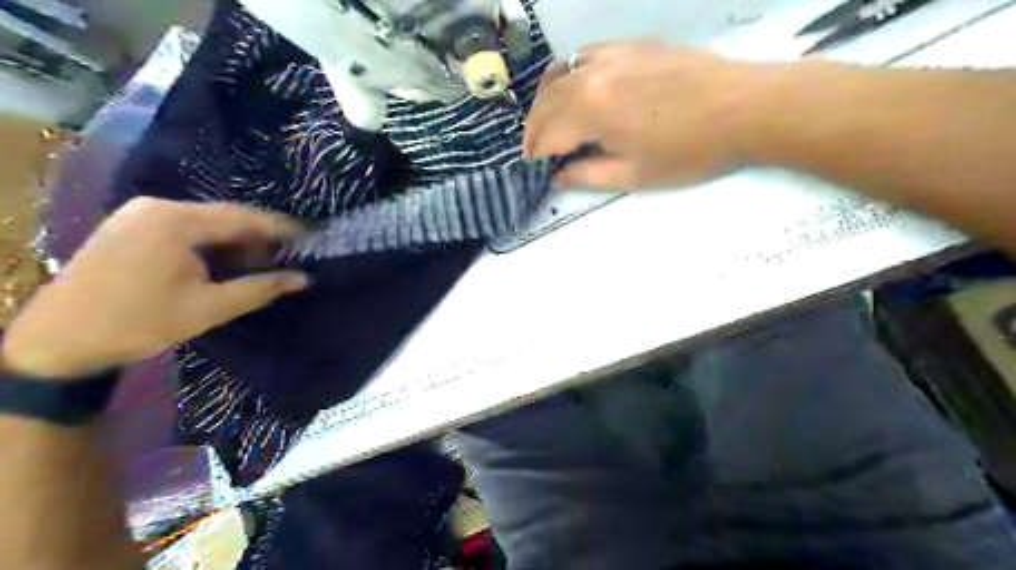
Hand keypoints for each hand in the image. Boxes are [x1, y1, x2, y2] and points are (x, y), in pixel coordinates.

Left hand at [0, 198, 307, 380]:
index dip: (280, 228)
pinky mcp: (128, 227)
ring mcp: (138, 215)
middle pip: (224, 217)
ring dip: (235, 241)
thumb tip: (303, 279)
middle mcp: (157, 207)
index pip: (243, 217)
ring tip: (261, 261)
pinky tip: (224, 261)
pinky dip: (210, 243)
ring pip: (204, 222)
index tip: (310, 236)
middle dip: (257, 237)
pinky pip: (184, 227)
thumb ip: (261, 288)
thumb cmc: (140, 322)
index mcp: (176, 221)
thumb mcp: (210, 307)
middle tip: (288, 255)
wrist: (59, 342)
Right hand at [529, 41, 766, 191]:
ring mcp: (610, 53)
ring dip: (545, 103)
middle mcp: (590, 74)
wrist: (744, 107)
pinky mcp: (629, 45)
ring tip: (550, 125)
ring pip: (557, 76)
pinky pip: (583, 57)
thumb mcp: (633, 176)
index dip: (535, 157)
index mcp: (590, 109)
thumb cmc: (689, 151)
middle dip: (534, 133)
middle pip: (544, 104)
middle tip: (537, 154)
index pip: (545, 136)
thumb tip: (558, 176)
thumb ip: (586, 176)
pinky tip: (577, 92)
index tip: (535, 173)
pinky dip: (568, 78)